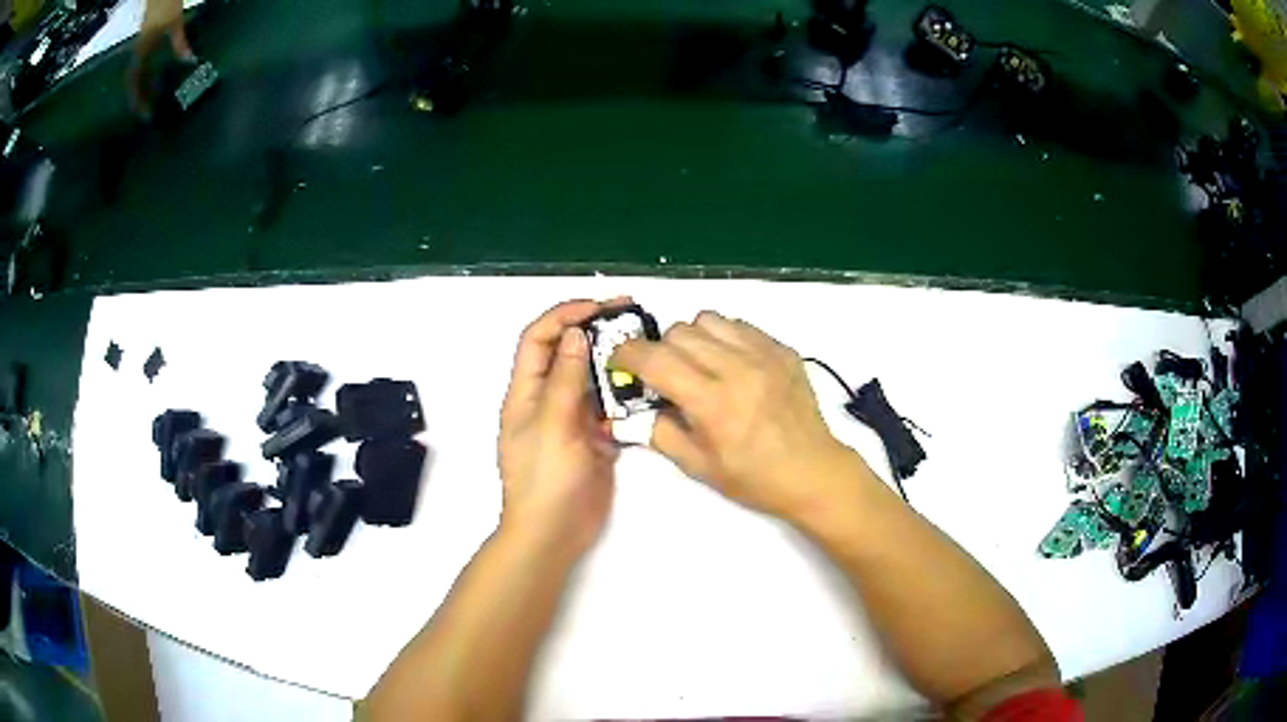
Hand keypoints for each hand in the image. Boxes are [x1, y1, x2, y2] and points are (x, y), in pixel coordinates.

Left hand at [498, 299, 622, 557]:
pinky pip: (608, 408)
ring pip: (590, 379)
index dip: (564, 315)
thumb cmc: (545, 480)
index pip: (539, 338)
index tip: (599, 307)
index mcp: (526, 392)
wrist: (553, 533)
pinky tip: (647, 389)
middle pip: (566, 352)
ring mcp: (570, 420)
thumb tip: (575, 334)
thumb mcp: (552, 425)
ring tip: (645, 346)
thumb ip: (565, 380)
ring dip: (613, 361)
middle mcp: (547, 399)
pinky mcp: (592, 439)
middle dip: (594, 330)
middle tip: (632, 315)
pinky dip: (624, 396)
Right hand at [611, 311, 866, 521]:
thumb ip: (659, 432)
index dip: (628, 354)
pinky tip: (730, 363)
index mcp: (712, 403)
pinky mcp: (782, 349)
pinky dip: (723, 337)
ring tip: (698, 364)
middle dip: (660, 349)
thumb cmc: (754, 478)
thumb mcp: (697, 467)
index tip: (621, 361)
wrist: (813, 471)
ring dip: (692, 338)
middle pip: (679, 332)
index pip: (656, 359)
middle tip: (664, 374)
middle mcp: (737, 369)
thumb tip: (635, 408)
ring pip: (708, 319)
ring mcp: (764, 354)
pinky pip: (740, 325)